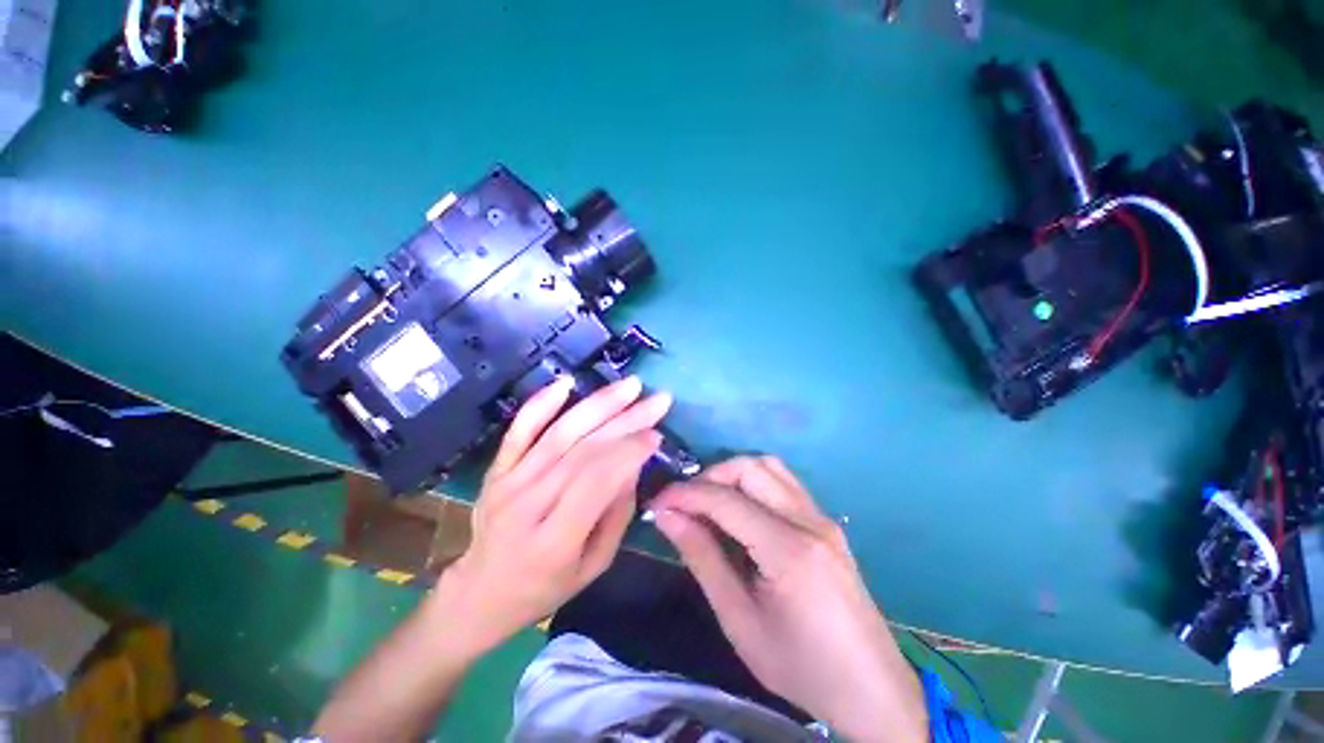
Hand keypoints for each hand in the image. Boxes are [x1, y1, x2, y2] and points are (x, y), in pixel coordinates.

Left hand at [430, 375, 669, 656]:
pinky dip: (542, 403)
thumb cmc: (544, 589)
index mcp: (554, 540)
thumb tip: (634, 465)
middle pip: (583, 450)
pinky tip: (567, 383)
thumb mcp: (593, 566)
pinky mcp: (497, 469)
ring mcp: (507, 482)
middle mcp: (528, 504)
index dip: (629, 452)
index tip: (657, 434)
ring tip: (630, 385)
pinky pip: (519, 430)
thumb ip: (617, 515)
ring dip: (598, 404)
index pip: (596, 481)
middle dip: (626, 420)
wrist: (479, 594)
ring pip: (559, 433)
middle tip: (658, 400)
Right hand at [650, 457, 926, 741]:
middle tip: (685, 504)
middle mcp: (809, 520)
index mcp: (789, 550)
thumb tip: (667, 516)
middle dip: (709, 477)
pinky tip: (741, 510)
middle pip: (750, 468)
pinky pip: (784, 483)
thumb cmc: (800, 667)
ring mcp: (822, 517)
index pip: (726, 500)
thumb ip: (702, 559)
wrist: (871, 690)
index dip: (685, 494)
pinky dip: (754, 483)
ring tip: (710, 503)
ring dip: (733, 475)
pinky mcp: (827, 522)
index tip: (657, 502)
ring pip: (770, 467)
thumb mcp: (739, 621)